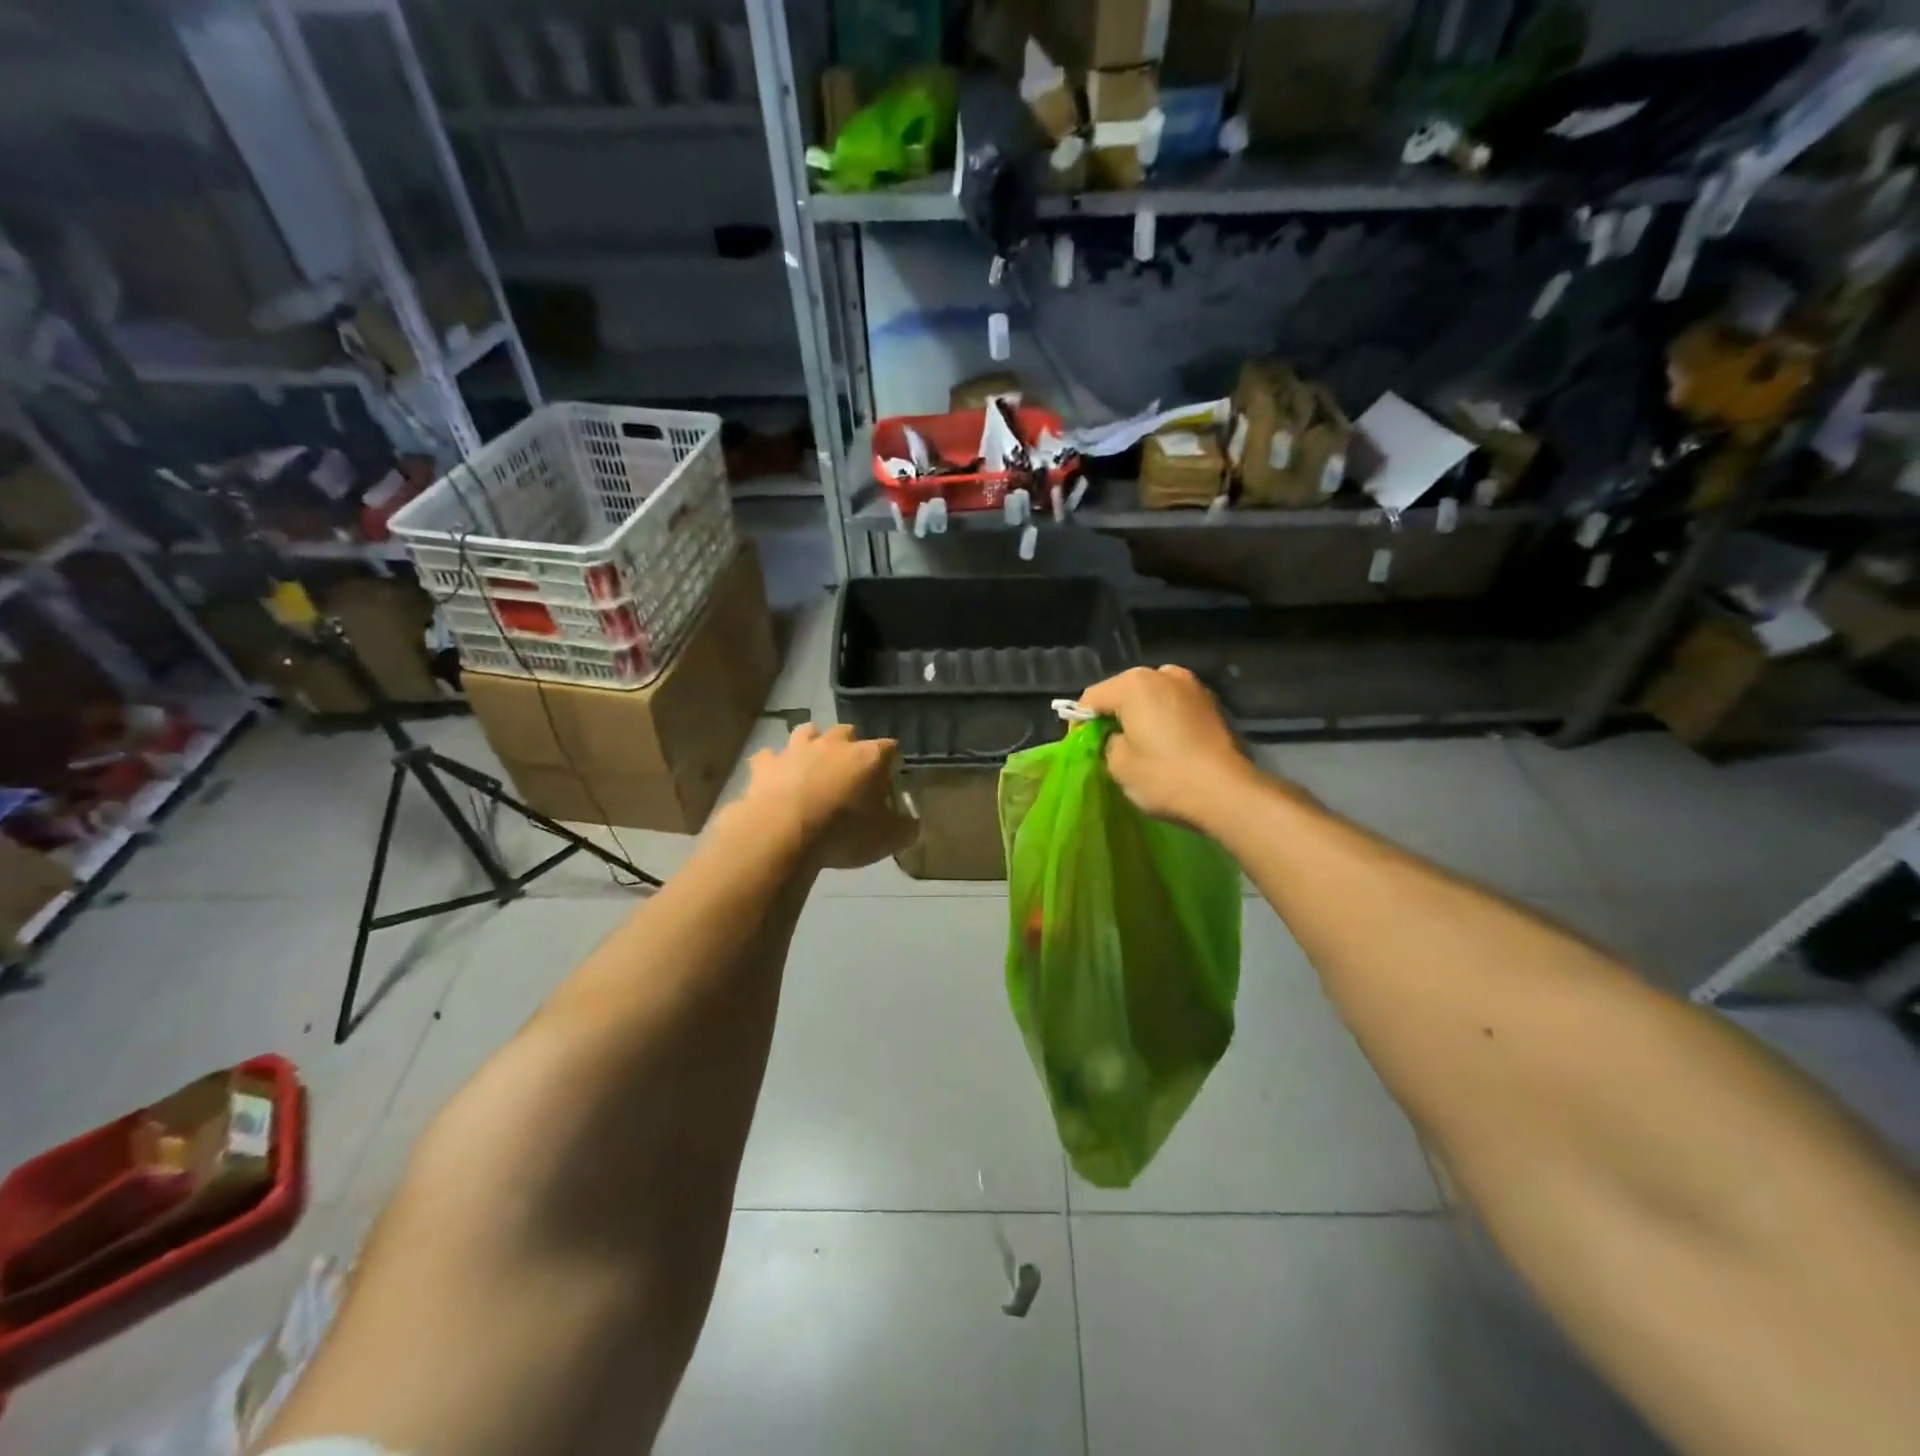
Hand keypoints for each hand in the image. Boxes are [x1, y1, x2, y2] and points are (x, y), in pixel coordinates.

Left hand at [739, 722, 917, 870]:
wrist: (781, 835)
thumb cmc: (842, 833)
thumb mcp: (886, 840)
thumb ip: (905, 830)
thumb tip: (914, 826)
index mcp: (868, 757)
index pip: (889, 747)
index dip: (891, 761)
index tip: (890, 776)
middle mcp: (833, 744)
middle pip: (847, 731)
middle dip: (851, 745)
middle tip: (851, 770)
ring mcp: (796, 750)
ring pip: (808, 732)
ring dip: (812, 743)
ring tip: (814, 763)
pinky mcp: (765, 764)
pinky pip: (770, 756)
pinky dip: (775, 764)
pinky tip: (776, 777)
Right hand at [1077, 665, 1253, 826]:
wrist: (1227, 793)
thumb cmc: (1164, 776)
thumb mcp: (1118, 764)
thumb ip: (1107, 741)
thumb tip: (1116, 737)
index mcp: (1133, 683)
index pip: (1092, 698)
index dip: (1081, 723)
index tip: (1083, 748)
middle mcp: (1163, 674)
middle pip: (1123, 691)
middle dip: (1114, 715)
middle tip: (1110, 746)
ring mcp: (1192, 686)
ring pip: (1152, 697)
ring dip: (1142, 716)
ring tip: (1141, 746)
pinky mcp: (1213, 704)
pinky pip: (1175, 706)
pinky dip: (1166, 720)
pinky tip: (1167, 746)